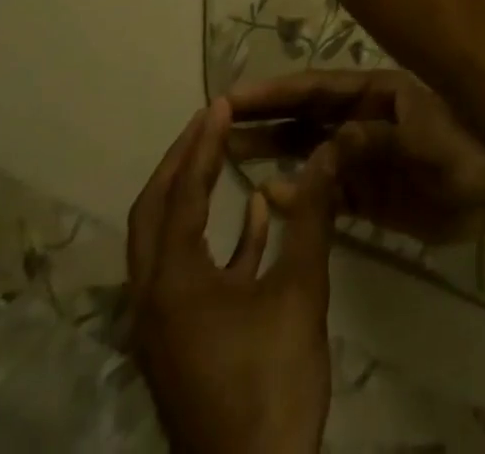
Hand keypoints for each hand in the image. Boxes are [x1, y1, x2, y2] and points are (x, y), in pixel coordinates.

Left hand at [127, 100, 336, 453]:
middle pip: (154, 214)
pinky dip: (218, 237)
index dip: (201, 146)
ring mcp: (165, 326)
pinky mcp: (185, 343)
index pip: (181, 195)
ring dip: (193, 196)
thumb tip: (331, 151)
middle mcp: (155, 299)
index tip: (220, 104)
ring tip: (225, 154)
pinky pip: (191, 273)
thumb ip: (312, 214)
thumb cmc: (274, 380)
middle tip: (210, 122)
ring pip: (167, 243)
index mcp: (174, 283)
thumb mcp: (300, 289)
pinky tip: (258, 212)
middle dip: (180, 163)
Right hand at [228, 69, 484, 244]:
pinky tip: (267, 197)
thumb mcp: (426, 140)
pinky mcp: (372, 196)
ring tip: (227, 158)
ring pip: (310, 154)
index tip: (232, 97)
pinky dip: (298, 195)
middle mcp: (365, 121)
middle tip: (216, 127)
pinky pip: (326, 194)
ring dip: (273, 154)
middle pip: (306, 118)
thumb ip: (379, 142)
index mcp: (378, 94)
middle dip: (264, 119)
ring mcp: (366, 158)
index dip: (275, 93)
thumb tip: (329, 141)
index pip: (317, 90)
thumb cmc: (469, 147)